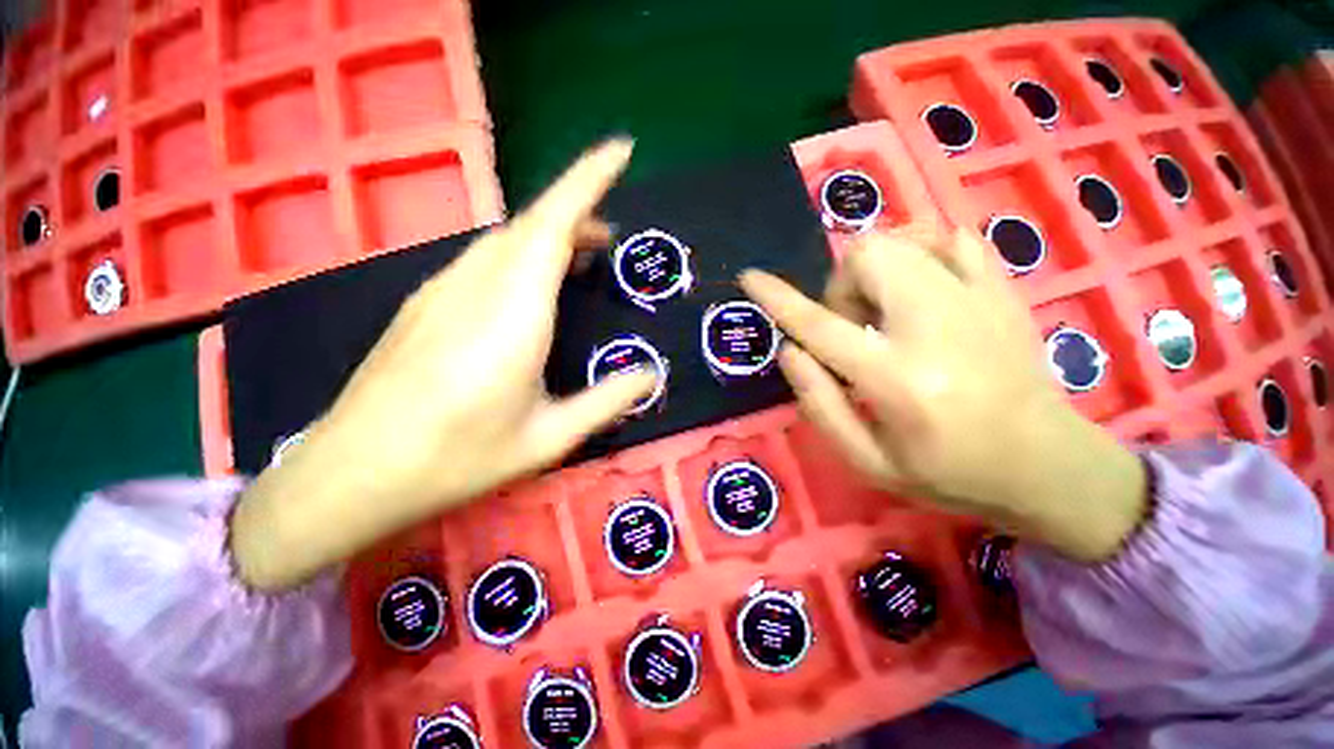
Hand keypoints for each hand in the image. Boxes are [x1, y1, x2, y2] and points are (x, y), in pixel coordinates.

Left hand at [232, 140, 655, 589]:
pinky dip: (519, 254)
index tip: (620, 151)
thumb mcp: (549, 438)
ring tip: (582, 258)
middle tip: (612, 239)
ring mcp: (441, 291)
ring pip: (504, 238)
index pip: (553, 226)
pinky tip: (530, 284)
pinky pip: (482, 258)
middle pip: (530, 225)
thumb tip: (651, 375)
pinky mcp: (423, 303)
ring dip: (548, 235)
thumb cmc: (457, 459)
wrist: (352, 475)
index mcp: (512, 316)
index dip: (588, 181)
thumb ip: (606, 402)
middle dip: (577, 213)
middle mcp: (474, 287)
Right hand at [740, 225, 1146, 560]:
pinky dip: (920, 250)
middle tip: (854, 329)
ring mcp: (977, 300)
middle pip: (865, 256)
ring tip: (885, 312)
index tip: (750, 277)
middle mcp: (936, 326)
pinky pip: (951, 237)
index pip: (819, 325)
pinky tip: (922, 284)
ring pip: (901, 238)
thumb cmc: (947, 473)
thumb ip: (819, 403)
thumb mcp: (866, 461)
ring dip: (873, 271)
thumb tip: (790, 350)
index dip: (777, 298)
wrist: (1047, 465)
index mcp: (897, 380)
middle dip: (840, 287)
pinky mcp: (1001, 290)